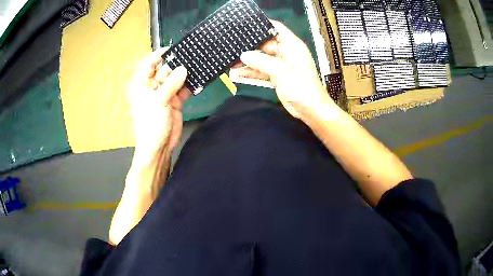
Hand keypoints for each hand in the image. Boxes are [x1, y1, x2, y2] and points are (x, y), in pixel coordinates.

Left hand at [128, 49, 190, 156]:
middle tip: (191, 55)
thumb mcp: (158, 101)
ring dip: (185, 74)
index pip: (148, 65)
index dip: (158, 56)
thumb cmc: (151, 124)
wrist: (159, 147)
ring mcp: (165, 94)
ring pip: (175, 79)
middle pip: (164, 70)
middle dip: (176, 64)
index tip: (171, 49)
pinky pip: (183, 90)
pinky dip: (190, 86)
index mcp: (142, 85)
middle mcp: (153, 87)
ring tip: (197, 64)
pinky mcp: (175, 102)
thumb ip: (171, 84)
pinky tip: (199, 79)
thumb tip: (184, 69)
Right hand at [232, 20, 334, 119]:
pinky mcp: (277, 76)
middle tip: (234, 47)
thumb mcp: (281, 71)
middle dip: (250, 47)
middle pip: (265, 44)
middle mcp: (286, 53)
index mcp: (291, 45)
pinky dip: (252, 72)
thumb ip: (261, 61)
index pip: (276, 28)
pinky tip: (239, 73)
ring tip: (232, 62)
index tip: (246, 27)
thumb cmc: (301, 87)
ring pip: (262, 59)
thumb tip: (244, 55)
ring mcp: (281, 65)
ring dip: (248, 61)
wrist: (309, 109)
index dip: (262, 25)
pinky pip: (262, 71)